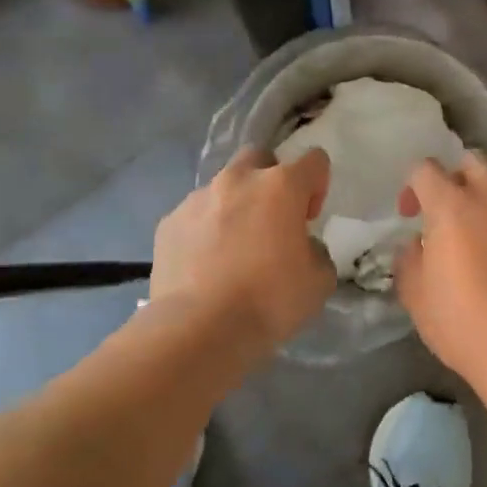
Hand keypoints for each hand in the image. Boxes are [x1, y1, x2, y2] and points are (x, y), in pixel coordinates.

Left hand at [151, 147, 335, 349]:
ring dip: (235, 206)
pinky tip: (205, 264)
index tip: (309, 218)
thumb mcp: (319, 281)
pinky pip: (194, 216)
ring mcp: (198, 199)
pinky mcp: (168, 222)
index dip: (318, 185)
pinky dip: (204, 230)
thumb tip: (301, 248)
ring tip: (233, 248)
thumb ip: (316, 252)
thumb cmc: (269, 300)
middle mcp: (238, 180)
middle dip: (270, 180)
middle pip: (260, 158)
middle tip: (272, 220)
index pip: (313, 160)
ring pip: (223, 187)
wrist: (198, 328)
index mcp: (281, 186)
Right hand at [394, 155, 486, 384]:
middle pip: (472, 163)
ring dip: (479, 203)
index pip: (426, 169)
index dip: (412, 186)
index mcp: (452, 207)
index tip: (409, 215)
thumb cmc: (460, 320)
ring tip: (468, 241)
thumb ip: (409, 258)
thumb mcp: (415, 293)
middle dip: (452, 177)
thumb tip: (417, 244)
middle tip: (441, 212)